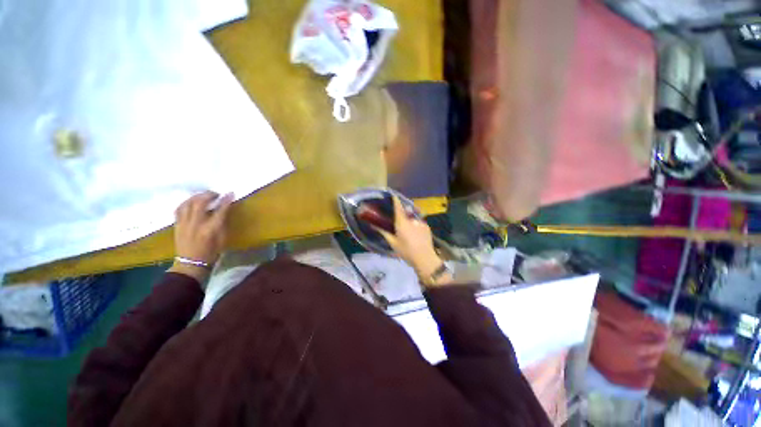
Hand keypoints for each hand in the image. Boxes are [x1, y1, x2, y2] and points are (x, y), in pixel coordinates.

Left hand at [169, 191, 233, 281]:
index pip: (220, 210)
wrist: (190, 264)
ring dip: (196, 197)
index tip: (231, 193)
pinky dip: (186, 203)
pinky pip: (179, 209)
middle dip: (209, 195)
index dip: (226, 200)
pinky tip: (191, 202)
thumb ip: (222, 223)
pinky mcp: (177, 225)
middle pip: (200, 203)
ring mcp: (184, 224)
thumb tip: (224, 210)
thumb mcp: (222, 239)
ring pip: (188, 203)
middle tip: (216, 194)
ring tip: (203, 196)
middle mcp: (196, 224)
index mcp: (210, 229)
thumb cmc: (211, 253)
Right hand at [375, 197, 443, 282]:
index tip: (392, 195)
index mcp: (402, 222)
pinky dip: (415, 225)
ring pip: (412, 217)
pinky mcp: (426, 226)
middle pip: (405, 211)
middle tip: (398, 220)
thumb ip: (383, 232)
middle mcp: (411, 219)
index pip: (398, 207)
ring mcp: (420, 222)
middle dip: (401, 213)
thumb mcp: (393, 243)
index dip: (395, 200)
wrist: (425, 258)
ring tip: (408, 229)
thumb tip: (373, 225)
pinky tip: (415, 233)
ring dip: (409, 220)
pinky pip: (418, 222)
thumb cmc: (406, 251)